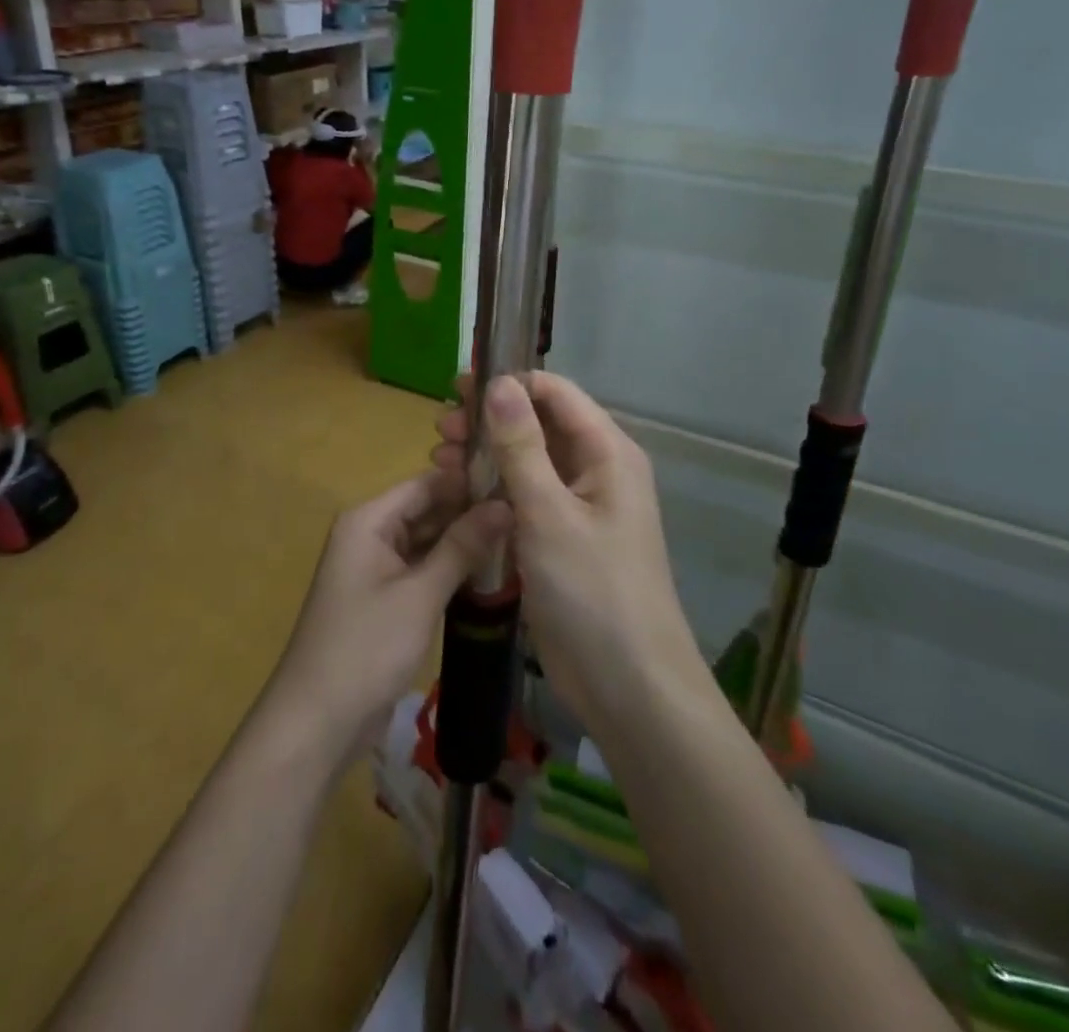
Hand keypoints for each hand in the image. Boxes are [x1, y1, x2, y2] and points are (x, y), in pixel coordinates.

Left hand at [268, 472, 510, 757]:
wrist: (318, 721)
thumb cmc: (366, 647)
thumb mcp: (420, 594)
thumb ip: (462, 546)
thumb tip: (504, 504)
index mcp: (368, 520)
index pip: (426, 484)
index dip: (470, 482)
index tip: (518, 484)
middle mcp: (369, 535)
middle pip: (427, 511)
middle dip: (471, 514)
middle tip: (526, 516)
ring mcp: (375, 568)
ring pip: (427, 542)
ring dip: (465, 543)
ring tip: (520, 539)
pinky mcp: (384, 599)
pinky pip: (422, 570)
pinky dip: (451, 570)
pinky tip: (491, 573)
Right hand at [433, 374, 696, 731]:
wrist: (629, 686)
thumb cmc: (593, 590)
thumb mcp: (549, 513)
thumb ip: (521, 445)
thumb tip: (499, 382)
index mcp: (606, 452)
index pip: (555, 392)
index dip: (507, 383)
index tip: (457, 390)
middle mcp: (595, 470)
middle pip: (537, 424)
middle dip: (488, 420)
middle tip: (439, 431)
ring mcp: (577, 506)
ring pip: (527, 461)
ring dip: (484, 454)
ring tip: (439, 460)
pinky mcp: (560, 537)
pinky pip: (524, 497)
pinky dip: (492, 489)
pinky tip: (457, 493)